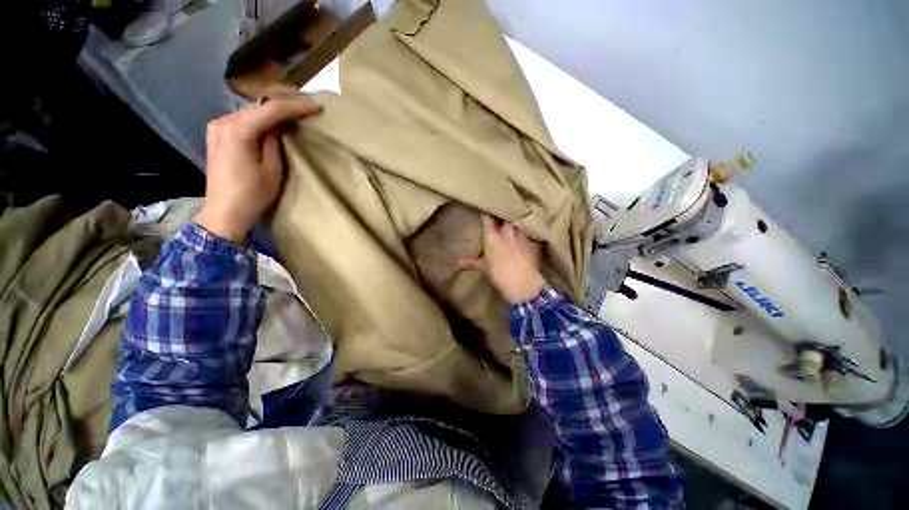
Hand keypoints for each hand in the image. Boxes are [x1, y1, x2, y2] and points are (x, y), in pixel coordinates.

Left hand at [197, 97, 320, 241]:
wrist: (224, 212)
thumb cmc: (252, 194)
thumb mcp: (272, 169)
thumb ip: (275, 143)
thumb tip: (278, 127)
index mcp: (238, 130)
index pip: (270, 110)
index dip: (295, 107)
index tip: (315, 107)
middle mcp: (223, 122)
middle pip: (258, 108)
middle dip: (282, 108)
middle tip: (305, 110)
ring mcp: (216, 128)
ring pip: (250, 113)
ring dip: (270, 114)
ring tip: (292, 116)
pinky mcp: (216, 136)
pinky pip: (242, 121)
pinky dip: (258, 121)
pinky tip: (271, 125)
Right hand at [460, 215, 546, 303]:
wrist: (523, 284)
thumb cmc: (499, 275)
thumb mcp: (484, 267)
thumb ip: (471, 261)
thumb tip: (457, 262)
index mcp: (492, 235)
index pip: (488, 217)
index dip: (486, 212)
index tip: (486, 209)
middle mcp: (507, 230)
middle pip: (505, 215)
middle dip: (503, 213)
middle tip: (501, 214)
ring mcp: (522, 234)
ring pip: (518, 220)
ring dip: (515, 220)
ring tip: (514, 220)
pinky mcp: (534, 239)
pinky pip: (529, 230)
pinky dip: (527, 229)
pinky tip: (527, 231)